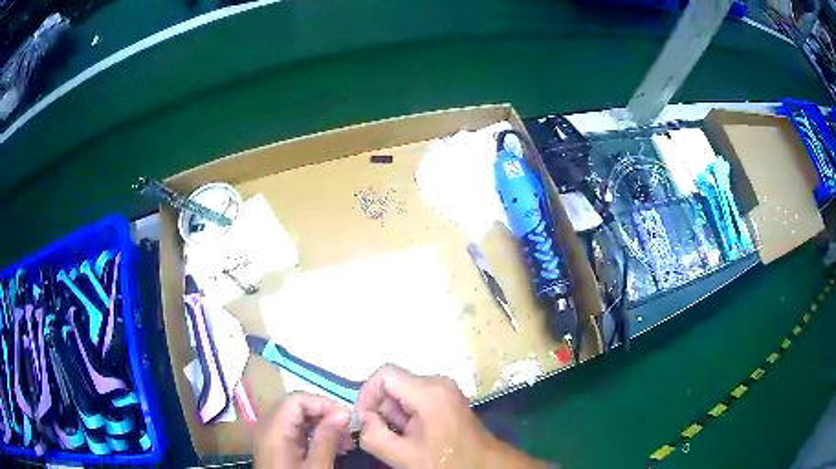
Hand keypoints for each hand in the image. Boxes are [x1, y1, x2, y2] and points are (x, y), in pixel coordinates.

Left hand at [254, 392, 352, 468]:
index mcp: (274, 430)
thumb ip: (326, 439)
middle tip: (348, 427)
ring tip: (345, 439)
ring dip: (320, 423)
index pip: (297, 400)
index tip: (347, 417)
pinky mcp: (275, 446)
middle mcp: (267, 427)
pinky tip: (331, 445)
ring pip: (295, 417)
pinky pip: (294, 430)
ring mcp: (270, 436)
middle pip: (295, 406)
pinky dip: (313, 433)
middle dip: (323, 412)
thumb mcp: (316, 468)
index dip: (323, 403)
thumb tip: (343, 413)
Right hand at [355, 365, 545, 467]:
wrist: (483, 465)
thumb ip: (373, 435)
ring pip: (403, 392)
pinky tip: (413, 435)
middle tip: (383, 435)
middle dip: (381, 409)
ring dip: (394, 415)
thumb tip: (360, 418)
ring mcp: (444, 389)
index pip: (384, 375)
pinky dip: (406, 415)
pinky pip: (416, 398)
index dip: (367, 395)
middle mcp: (438, 382)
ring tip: (402, 439)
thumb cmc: (446, 461)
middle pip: (394, 384)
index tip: (364, 420)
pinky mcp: (446, 398)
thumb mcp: (403, 455)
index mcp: (428, 391)